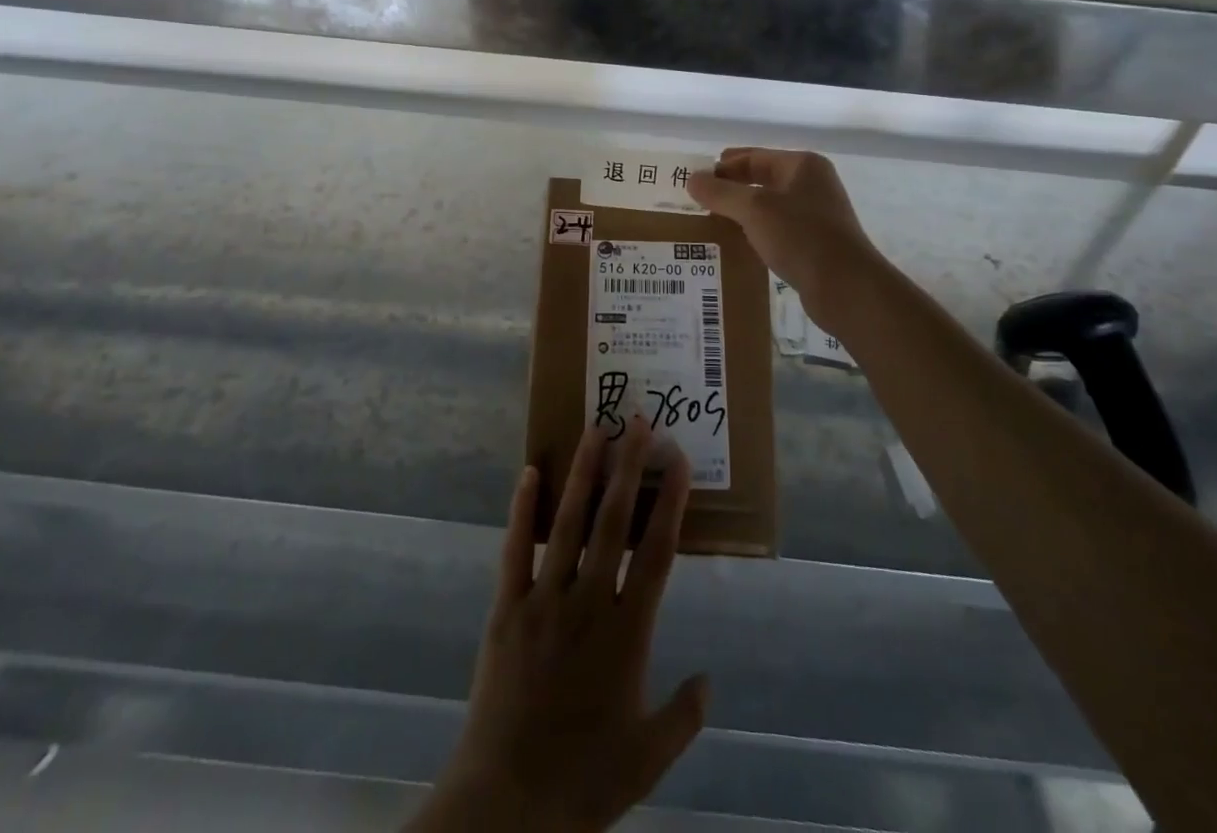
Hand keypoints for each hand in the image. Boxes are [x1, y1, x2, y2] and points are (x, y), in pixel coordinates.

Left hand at [410, 419, 708, 832]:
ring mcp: (544, 599)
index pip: (657, 552)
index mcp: (627, 632)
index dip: (670, 502)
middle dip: (628, 467)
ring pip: (568, 522)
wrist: (507, 804)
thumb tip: (709, 679)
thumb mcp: (647, 758)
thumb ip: (683, 716)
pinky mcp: (507, 608)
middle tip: (637, 422)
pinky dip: (522, 509)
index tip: (678, 461)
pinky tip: (529, 472)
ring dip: (583, 473)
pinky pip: (515, 549)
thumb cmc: (583, 779)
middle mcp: (588, 601)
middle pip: (614, 521)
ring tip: (594, 430)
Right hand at [686, 148, 877, 304]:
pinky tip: (737, 244)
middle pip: (761, 179)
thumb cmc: (801, 237)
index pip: (753, 156)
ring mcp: (816, 214)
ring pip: (769, 206)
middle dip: (731, 189)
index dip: (723, 167)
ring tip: (711, 223)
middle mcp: (812, 184)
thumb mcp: (754, 209)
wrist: (846, 287)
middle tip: (698, 202)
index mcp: (803, 165)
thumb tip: (692, 178)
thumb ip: (721, 192)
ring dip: (742, 212)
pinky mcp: (815, 243)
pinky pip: (777, 229)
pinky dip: (756, 232)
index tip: (695, 182)